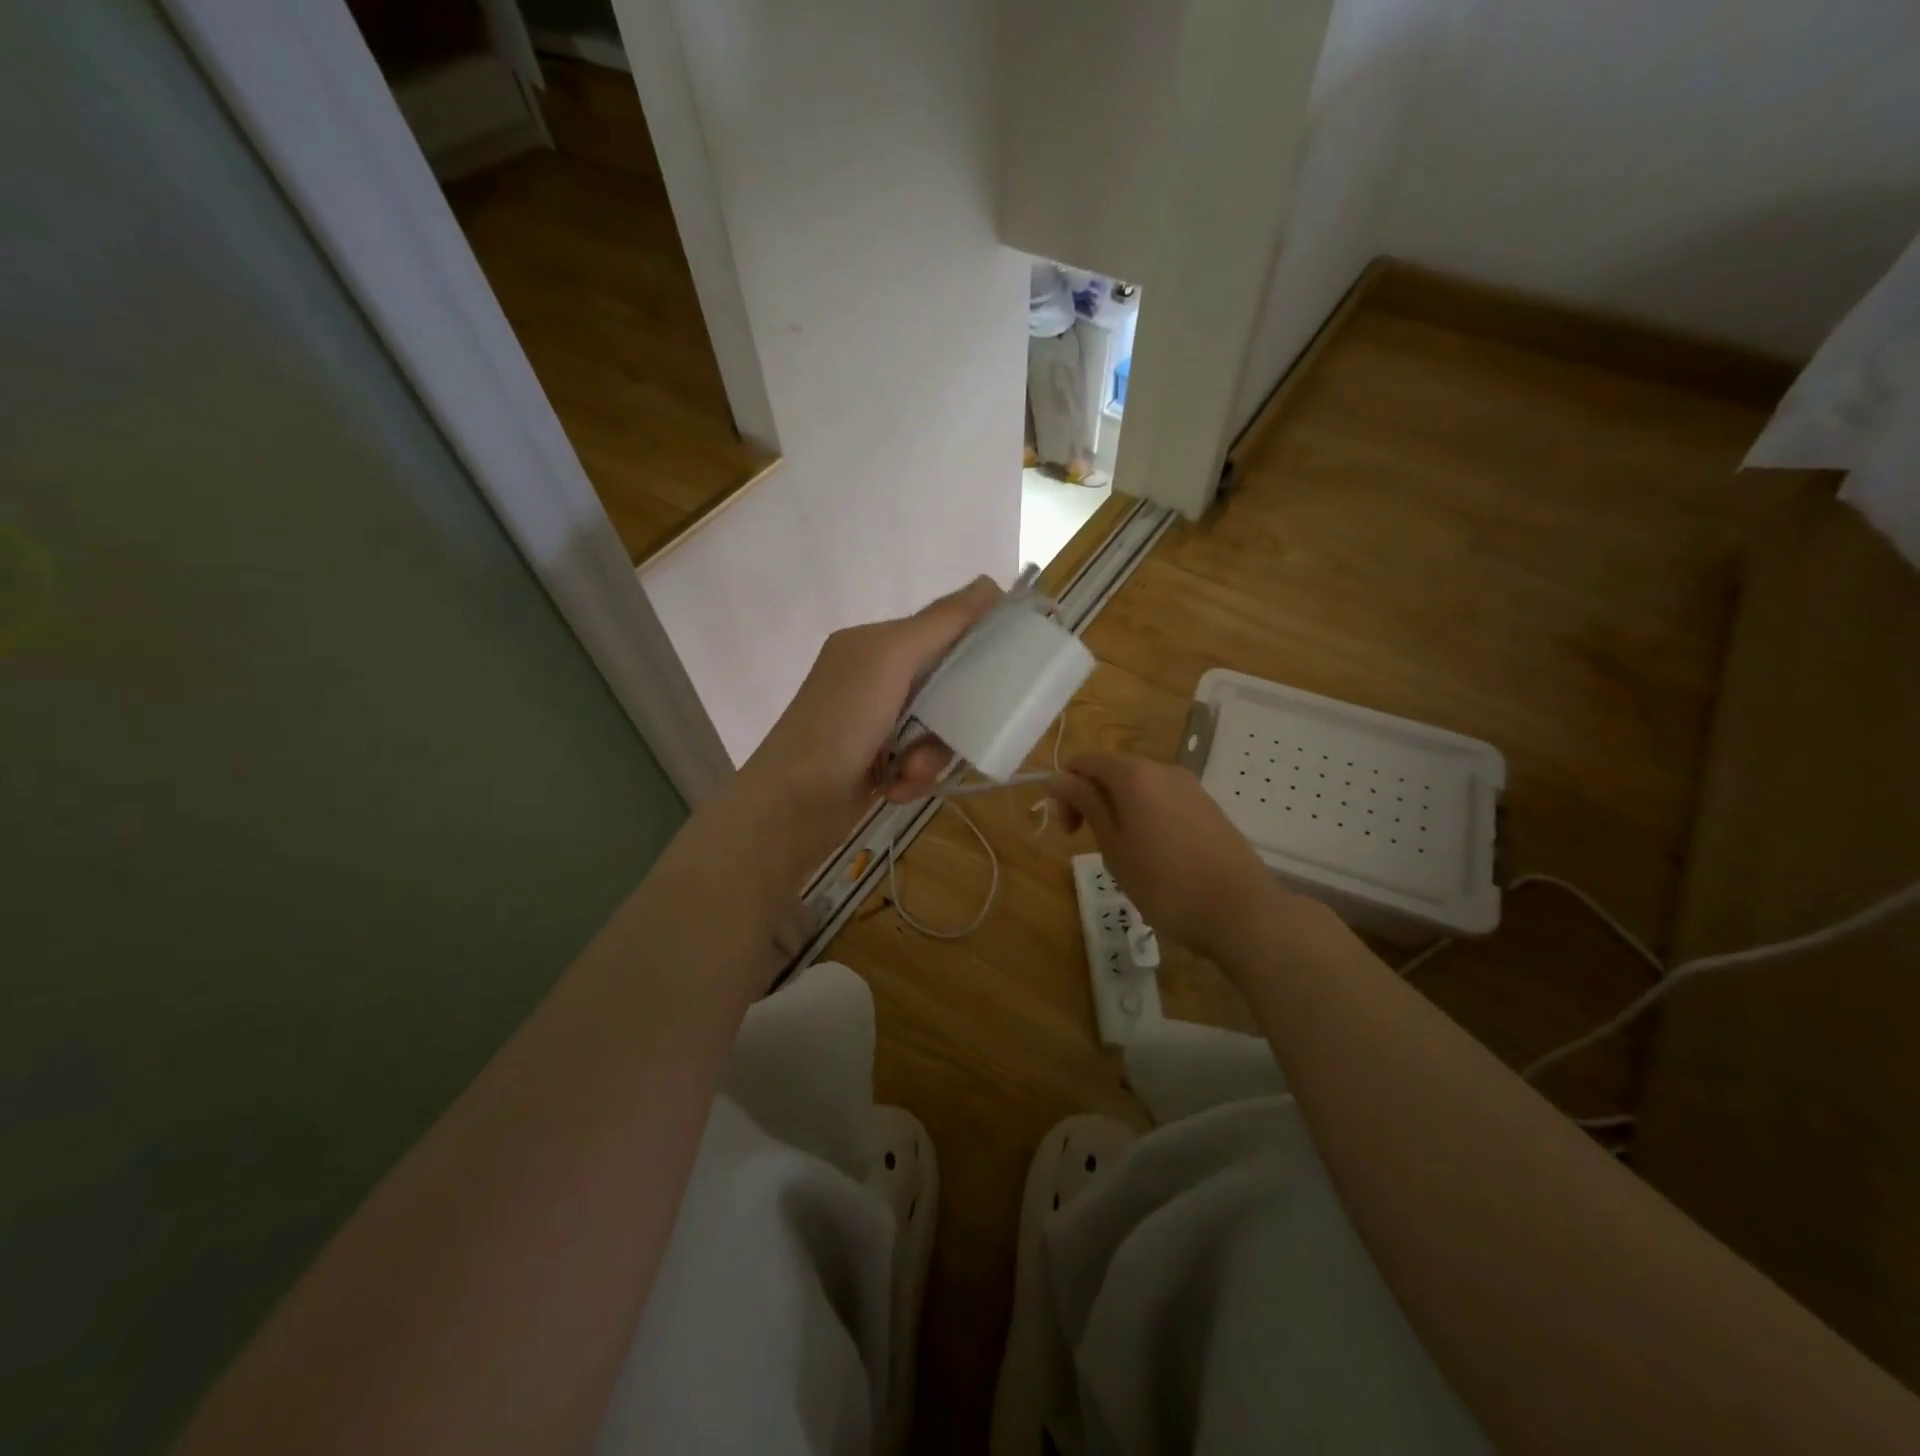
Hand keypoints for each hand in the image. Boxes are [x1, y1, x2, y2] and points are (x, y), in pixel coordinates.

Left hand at [741, 576, 1001, 840]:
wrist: (791, 805)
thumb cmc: (840, 722)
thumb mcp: (891, 659)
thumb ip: (941, 623)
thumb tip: (990, 583)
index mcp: (873, 643)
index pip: (940, 628)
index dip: (975, 641)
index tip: (1009, 662)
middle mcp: (873, 677)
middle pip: (945, 685)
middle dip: (952, 714)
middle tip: (955, 731)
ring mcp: (873, 723)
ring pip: (937, 729)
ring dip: (931, 755)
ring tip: (911, 770)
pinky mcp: (875, 763)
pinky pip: (919, 761)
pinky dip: (914, 777)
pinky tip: (893, 788)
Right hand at [1048, 752, 1289, 959]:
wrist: (1241, 911)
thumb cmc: (1164, 883)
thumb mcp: (1114, 846)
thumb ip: (1086, 805)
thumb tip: (1058, 778)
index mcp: (1135, 774)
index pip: (1085, 762)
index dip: (1067, 790)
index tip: (1069, 831)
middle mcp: (1164, 770)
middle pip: (1113, 771)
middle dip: (1092, 800)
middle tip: (1088, 844)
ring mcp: (1191, 787)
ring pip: (1140, 787)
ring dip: (1119, 810)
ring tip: (1123, 855)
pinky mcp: (1209, 807)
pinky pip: (1164, 800)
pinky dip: (1146, 816)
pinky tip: (1154, 855)